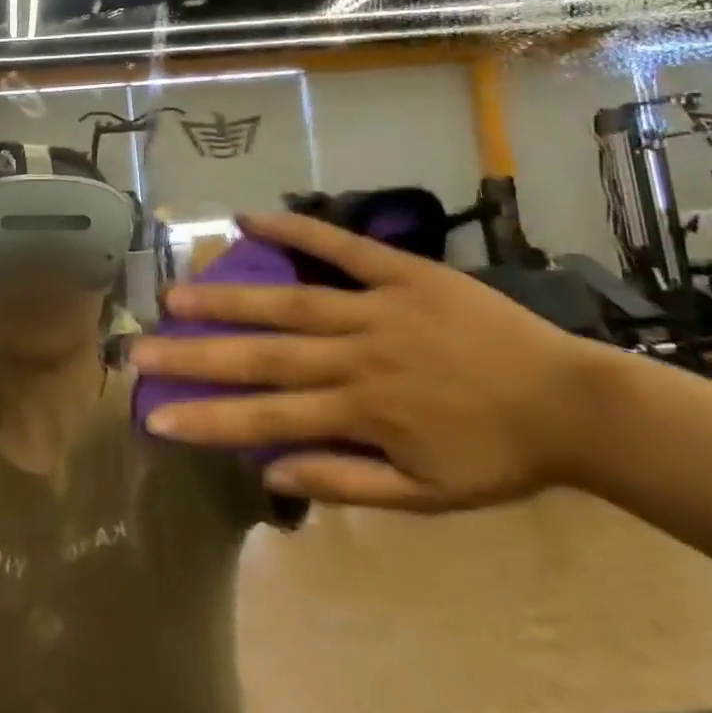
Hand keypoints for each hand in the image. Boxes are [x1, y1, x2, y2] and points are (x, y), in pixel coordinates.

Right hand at [128, 212, 611, 510]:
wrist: (571, 402)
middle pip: (264, 355)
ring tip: (176, 292)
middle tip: (140, 345)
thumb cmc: (495, 455)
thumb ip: (345, 484)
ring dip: (228, 298)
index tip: (155, 417)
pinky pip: (341, 246)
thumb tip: (269, 471)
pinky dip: (295, 228)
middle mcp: (357, 356)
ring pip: (289, 302)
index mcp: (360, 412)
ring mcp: (377, 308)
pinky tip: (250, 216)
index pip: (266, 418)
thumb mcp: (426, 496)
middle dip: (196, 353)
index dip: (208, 418)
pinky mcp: (401, 272)